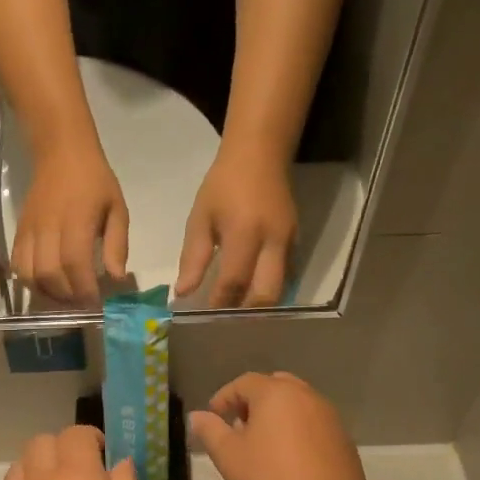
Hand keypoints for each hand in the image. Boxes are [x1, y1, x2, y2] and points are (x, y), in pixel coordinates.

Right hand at [12, 142, 128, 306]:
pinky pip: (17, 265)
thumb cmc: (94, 180)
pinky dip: (30, 282)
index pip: (75, 264)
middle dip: (67, 296)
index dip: (85, 289)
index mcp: (76, 221)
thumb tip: (116, 278)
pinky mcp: (19, 232)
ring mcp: (30, 231)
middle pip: (50, 274)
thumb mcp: (117, 208)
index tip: (97, 301)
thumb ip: (118, 244)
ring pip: (30, 274)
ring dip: (47, 293)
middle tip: (83, 302)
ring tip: (65, 297)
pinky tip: (47, 285)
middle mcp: (48, 228)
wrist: (60, 152)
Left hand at [175, 149, 297, 307]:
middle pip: (266, 294)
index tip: (205, 319)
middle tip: (226, 324)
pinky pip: (285, 276)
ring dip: (259, 306)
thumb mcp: (200, 218)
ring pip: (280, 289)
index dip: (220, 304)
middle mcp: (273, 242)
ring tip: (238, 315)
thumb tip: (183, 293)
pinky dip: (268, 289)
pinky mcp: (296, 241)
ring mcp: (290, 242)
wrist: (260, 155)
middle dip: (246, 313)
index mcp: (245, 233)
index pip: (234, 281)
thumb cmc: (223, 185)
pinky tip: (251, 294)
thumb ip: (193, 258)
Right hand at [188, 372, 368, 479]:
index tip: (213, 418)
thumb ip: (211, 432)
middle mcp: (306, 396)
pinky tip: (288, 461)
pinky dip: (296, 432)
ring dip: (276, 417)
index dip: (224, 397)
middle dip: (253, 403)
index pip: (244, 382)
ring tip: (262, 446)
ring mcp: (329, 417)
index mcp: (276, 394)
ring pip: (296, 405)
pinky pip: (312, 424)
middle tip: (238, 428)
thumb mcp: (230, 458)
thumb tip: (197, 416)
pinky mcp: (343, 440)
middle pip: (274, 387)